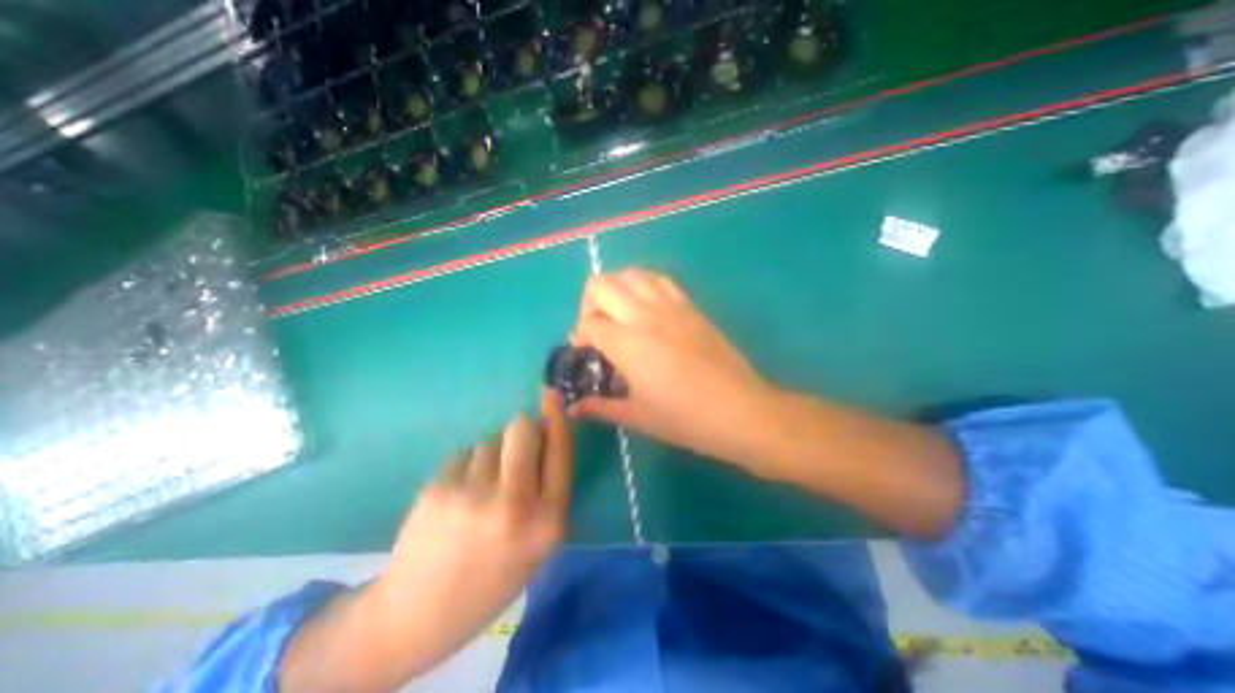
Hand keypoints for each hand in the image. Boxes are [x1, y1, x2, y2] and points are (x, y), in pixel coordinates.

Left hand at [385, 391, 574, 655]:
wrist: (418, 615)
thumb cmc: (493, 576)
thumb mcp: (539, 544)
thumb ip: (549, 490)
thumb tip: (545, 435)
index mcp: (546, 523)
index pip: (560, 453)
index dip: (556, 419)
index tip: (551, 394)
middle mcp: (513, 504)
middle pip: (522, 429)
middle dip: (523, 429)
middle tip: (515, 449)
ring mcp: (472, 495)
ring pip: (490, 440)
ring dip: (492, 454)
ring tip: (479, 488)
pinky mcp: (438, 489)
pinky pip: (464, 453)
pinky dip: (466, 466)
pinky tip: (457, 495)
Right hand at [571, 269, 778, 473]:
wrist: (740, 410)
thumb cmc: (686, 418)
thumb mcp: (638, 416)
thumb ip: (600, 407)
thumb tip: (574, 408)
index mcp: (627, 344)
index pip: (588, 323)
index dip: (578, 335)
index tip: (584, 351)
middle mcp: (644, 315)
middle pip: (601, 285)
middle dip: (588, 303)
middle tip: (598, 328)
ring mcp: (670, 306)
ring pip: (630, 274)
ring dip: (615, 289)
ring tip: (619, 313)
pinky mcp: (690, 306)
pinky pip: (659, 279)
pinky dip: (642, 284)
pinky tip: (646, 306)